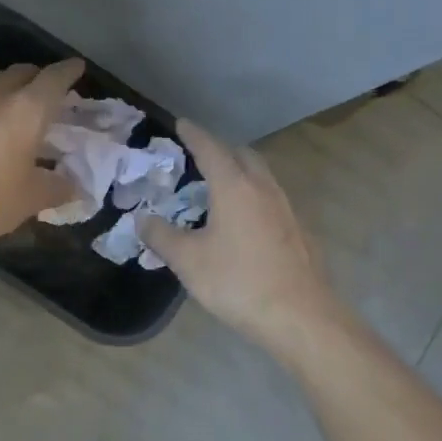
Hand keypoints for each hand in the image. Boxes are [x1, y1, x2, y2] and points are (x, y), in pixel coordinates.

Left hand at [0, 59, 84, 249]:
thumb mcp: (31, 199)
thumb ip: (57, 187)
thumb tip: (73, 186)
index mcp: (28, 108)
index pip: (56, 77)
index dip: (69, 71)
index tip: (77, 68)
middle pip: (23, 72)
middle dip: (37, 79)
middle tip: (45, 97)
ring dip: (6, 86)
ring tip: (10, 105)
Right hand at [138, 119, 343, 351]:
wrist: (300, 316)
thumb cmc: (238, 282)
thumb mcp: (188, 261)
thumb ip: (161, 236)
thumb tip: (142, 219)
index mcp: (234, 187)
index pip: (211, 148)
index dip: (194, 135)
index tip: (181, 123)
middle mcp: (263, 188)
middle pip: (242, 155)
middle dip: (220, 150)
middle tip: (199, 157)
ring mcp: (286, 208)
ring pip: (261, 176)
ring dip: (239, 172)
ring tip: (218, 187)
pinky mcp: (298, 230)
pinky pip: (270, 198)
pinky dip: (253, 195)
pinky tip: (243, 221)